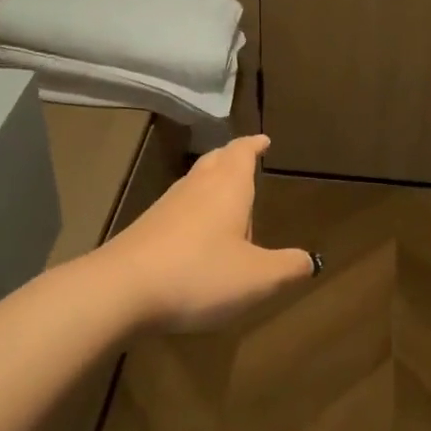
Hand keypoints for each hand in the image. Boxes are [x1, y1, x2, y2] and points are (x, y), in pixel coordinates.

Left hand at [96, 134, 316, 332]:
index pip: (243, 152)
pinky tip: (196, 234)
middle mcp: (197, 187)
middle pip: (216, 160)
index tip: (264, 140)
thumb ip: (287, 268)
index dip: (255, 145)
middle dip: (232, 157)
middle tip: (245, 158)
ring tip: (226, 198)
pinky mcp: (146, 227)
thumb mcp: (257, 278)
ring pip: (195, 181)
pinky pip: (178, 207)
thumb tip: (310, 260)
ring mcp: (167, 205)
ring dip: (212, 182)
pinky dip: (193, 208)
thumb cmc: (199, 274)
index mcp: (228, 187)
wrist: (120, 290)